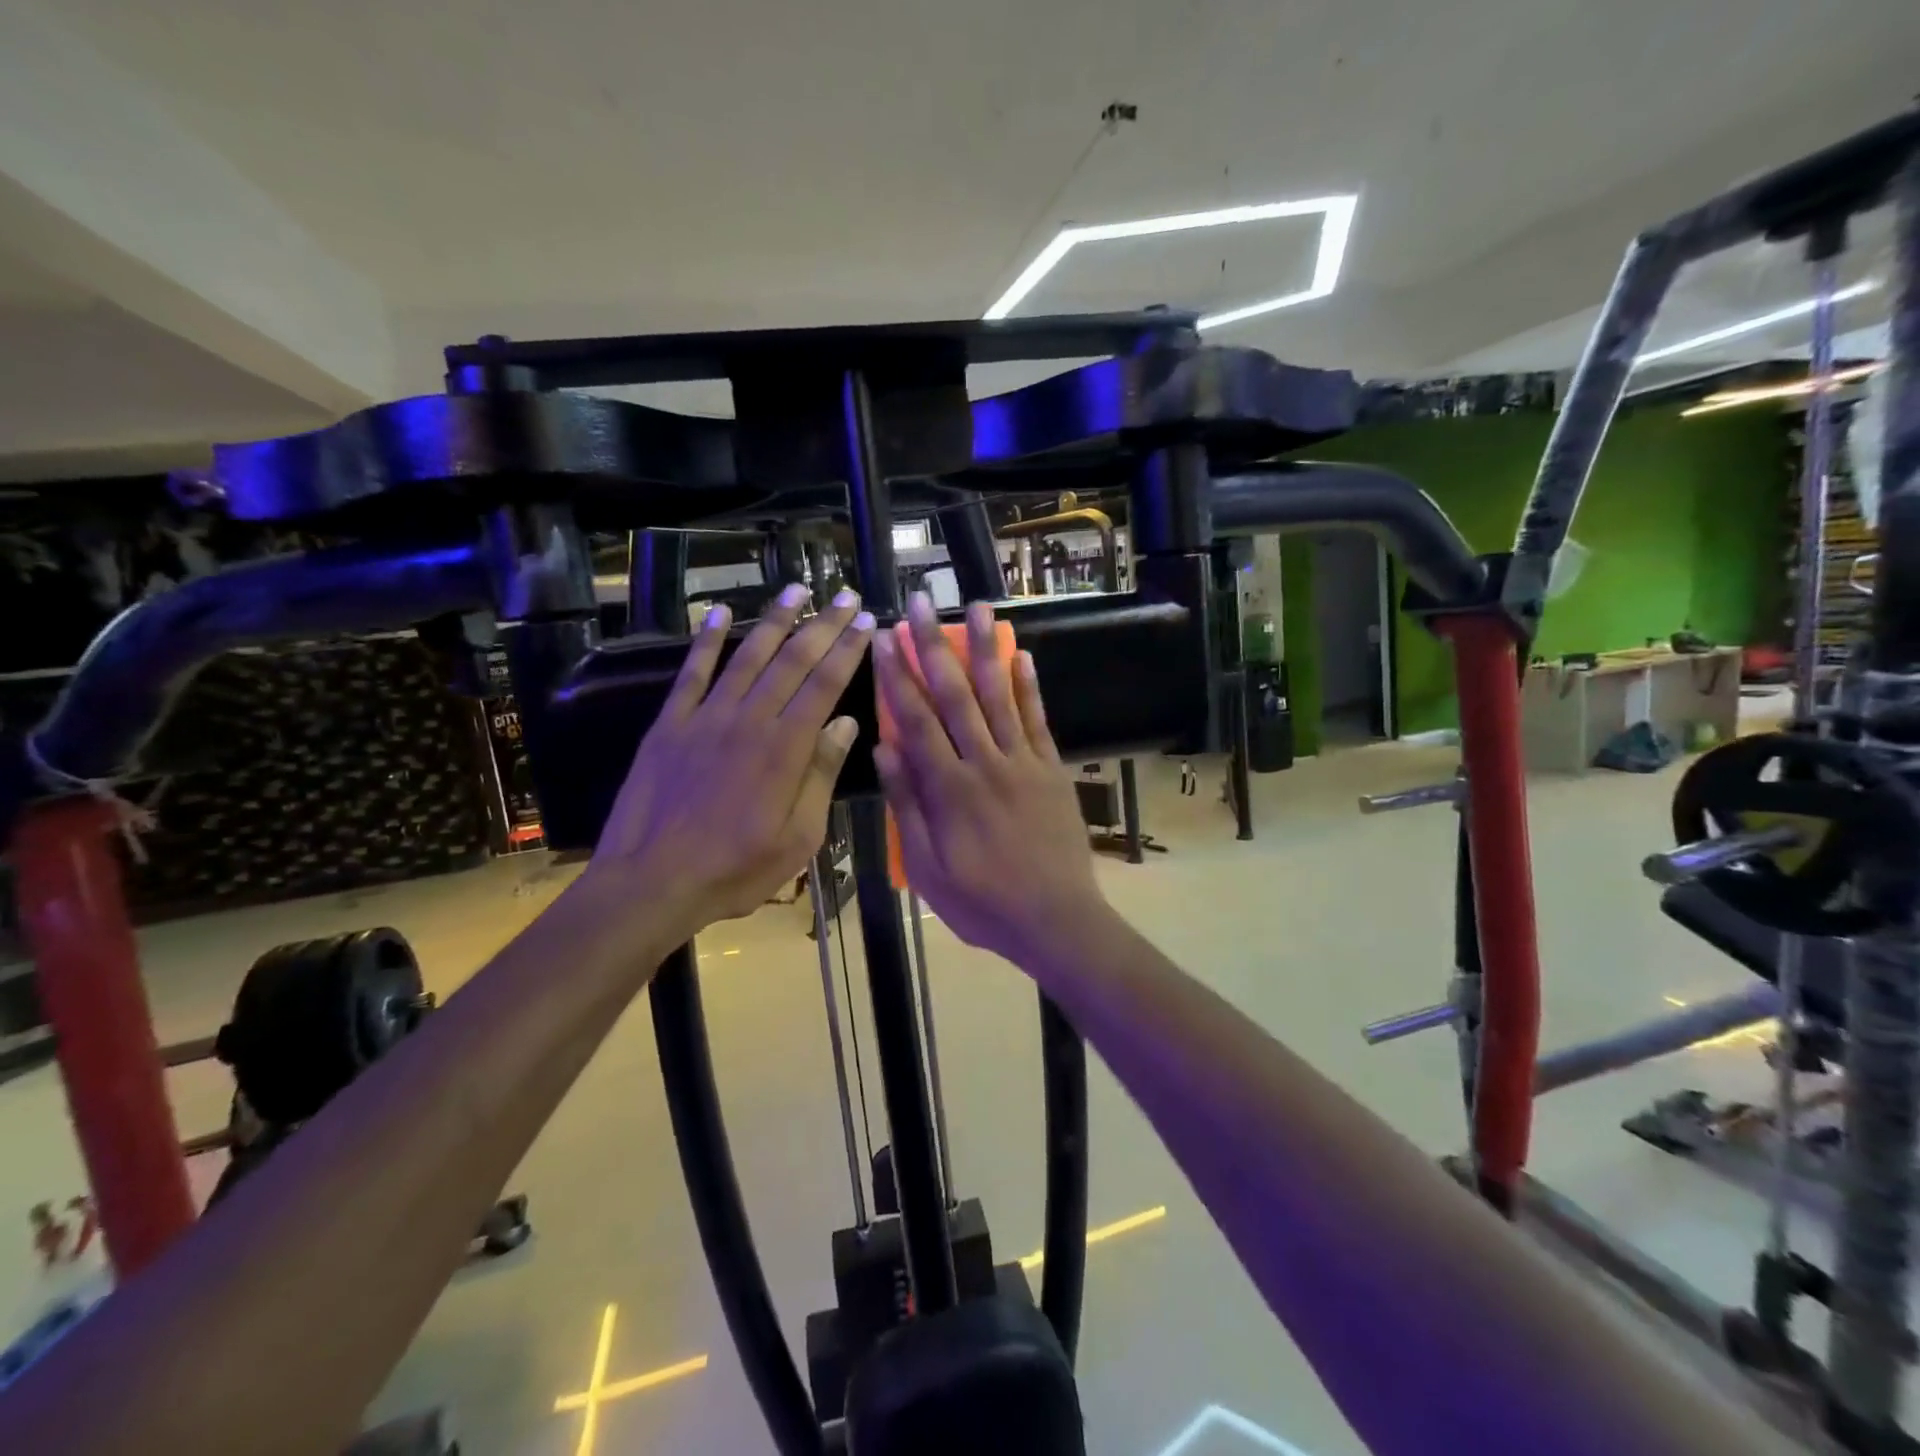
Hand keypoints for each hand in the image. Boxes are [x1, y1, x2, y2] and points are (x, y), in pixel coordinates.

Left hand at [586, 583, 873, 937]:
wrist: (652, 882)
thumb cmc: (735, 870)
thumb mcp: (798, 837)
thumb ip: (821, 775)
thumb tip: (847, 723)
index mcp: (786, 748)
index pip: (825, 684)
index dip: (848, 649)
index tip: (867, 620)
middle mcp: (750, 720)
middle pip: (792, 660)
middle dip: (823, 624)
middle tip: (845, 594)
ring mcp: (706, 718)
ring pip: (747, 656)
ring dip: (774, 620)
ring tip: (795, 589)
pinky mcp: (670, 725)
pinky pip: (692, 673)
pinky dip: (707, 640)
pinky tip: (720, 613)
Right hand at [872, 593, 1108, 962]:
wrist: (1056, 921)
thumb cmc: (983, 903)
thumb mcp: (928, 868)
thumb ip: (908, 806)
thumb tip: (885, 748)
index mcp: (949, 789)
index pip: (916, 721)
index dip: (897, 677)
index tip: (883, 640)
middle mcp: (985, 764)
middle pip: (955, 696)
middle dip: (933, 647)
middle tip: (919, 604)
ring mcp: (1024, 763)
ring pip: (1000, 697)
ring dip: (985, 650)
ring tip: (977, 607)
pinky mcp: (1051, 770)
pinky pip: (1038, 720)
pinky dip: (1029, 686)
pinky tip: (1021, 654)